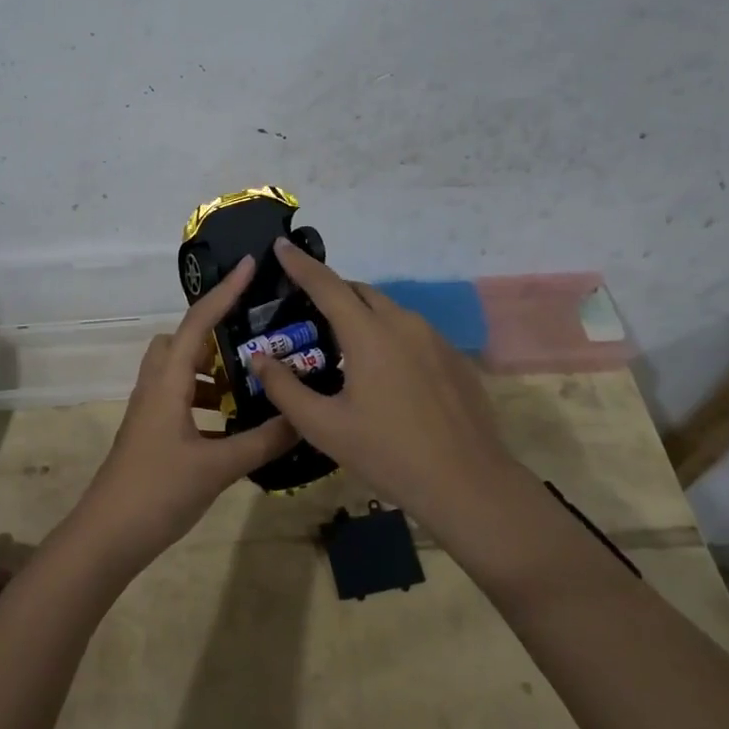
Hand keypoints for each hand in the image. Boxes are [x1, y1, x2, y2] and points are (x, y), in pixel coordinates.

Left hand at [72, 255, 297, 569]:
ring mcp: (150, 410)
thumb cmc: (158, 491)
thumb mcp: (218, 467)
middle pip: (182, 340)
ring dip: (212, 370)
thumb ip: (262, 441)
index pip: (198, 323)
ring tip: (251, 384)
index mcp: (168, 382)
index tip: (251, 265)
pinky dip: (205, 399)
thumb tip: (303, 418)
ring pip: (180, 370)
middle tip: (254, 340)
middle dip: (215, 332)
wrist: (108, 536)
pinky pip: (180, 397)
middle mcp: (156, 386)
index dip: (224, 291)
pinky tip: (233, 424)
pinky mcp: (152, 431)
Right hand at [250, 239, 539, 541]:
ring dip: (362, 317)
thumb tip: (260, 359)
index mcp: (369, 334)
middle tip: (308, 315)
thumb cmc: (388, 453)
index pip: (327, 285)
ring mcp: (434, 339)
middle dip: (331, 293)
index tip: (281, 245)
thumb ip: (285, 389)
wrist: (468, 483)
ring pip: (389, 312)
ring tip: (344, 350)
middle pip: (360, 293)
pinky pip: (412, 333)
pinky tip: (385, 376)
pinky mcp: (454, 358)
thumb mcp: (324, 427)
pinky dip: (389, 337)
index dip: (301, 264)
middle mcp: (403, 324)